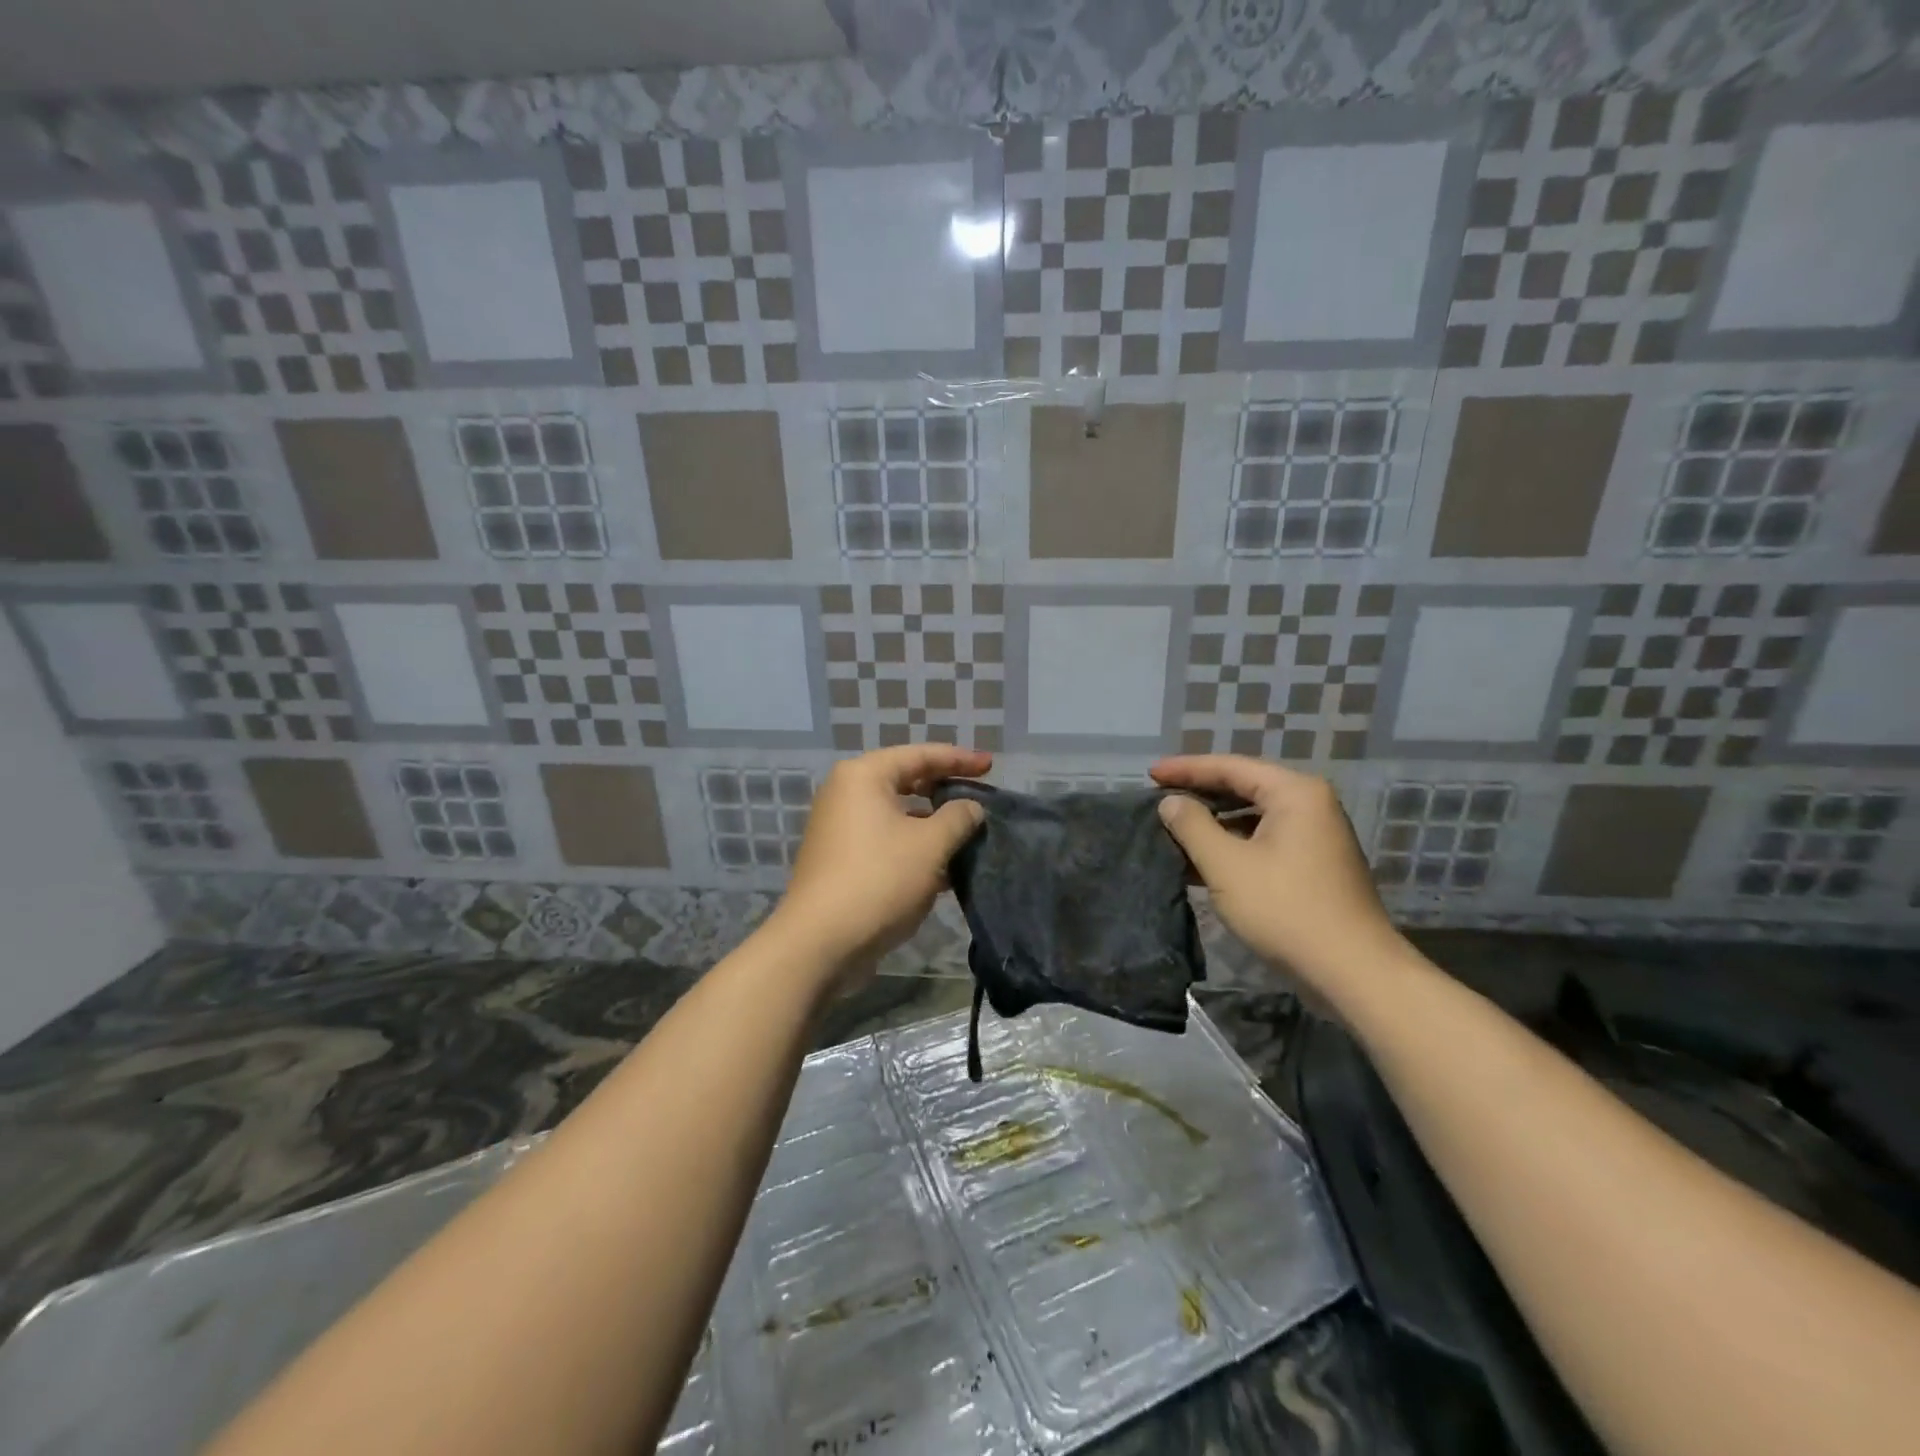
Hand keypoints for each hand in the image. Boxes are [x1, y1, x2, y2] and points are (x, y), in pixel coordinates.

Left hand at [770, 744, 989, 980]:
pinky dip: (914, 846)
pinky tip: (945, 867)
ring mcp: (840, 828)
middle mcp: (846, 794)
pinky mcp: (841, 859)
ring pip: (897, 814)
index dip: (959, 759)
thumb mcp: (930, 845)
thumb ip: (958, 818)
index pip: (920, 755)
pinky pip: (886, 840)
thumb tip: (971, 807)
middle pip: (906, 780)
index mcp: (864, 776)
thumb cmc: (879, 880)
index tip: (990, 764)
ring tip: (968, 834)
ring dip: (932, 823)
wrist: (820, 943)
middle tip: (980, 796)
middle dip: (945, 789)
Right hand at [1151, 755, 1400, 989]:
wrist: (1353, 972)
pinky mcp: (1312, 865)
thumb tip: (1171, 802)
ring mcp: (1315, 836)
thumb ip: (1193, 826)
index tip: (1150, 773)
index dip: (1186, 769)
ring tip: (1172, 828)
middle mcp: (1310, 805)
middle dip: (1199, 793)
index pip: (1230, 767)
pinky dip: (1232, 845)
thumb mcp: (1227, 865)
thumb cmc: (1286, 909)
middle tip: (1158, 796)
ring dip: (1213, 822)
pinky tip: (1201, 860)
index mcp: (1294, 793)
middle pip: (1244, 787)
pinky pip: (1263, 840)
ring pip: (1253, 817)